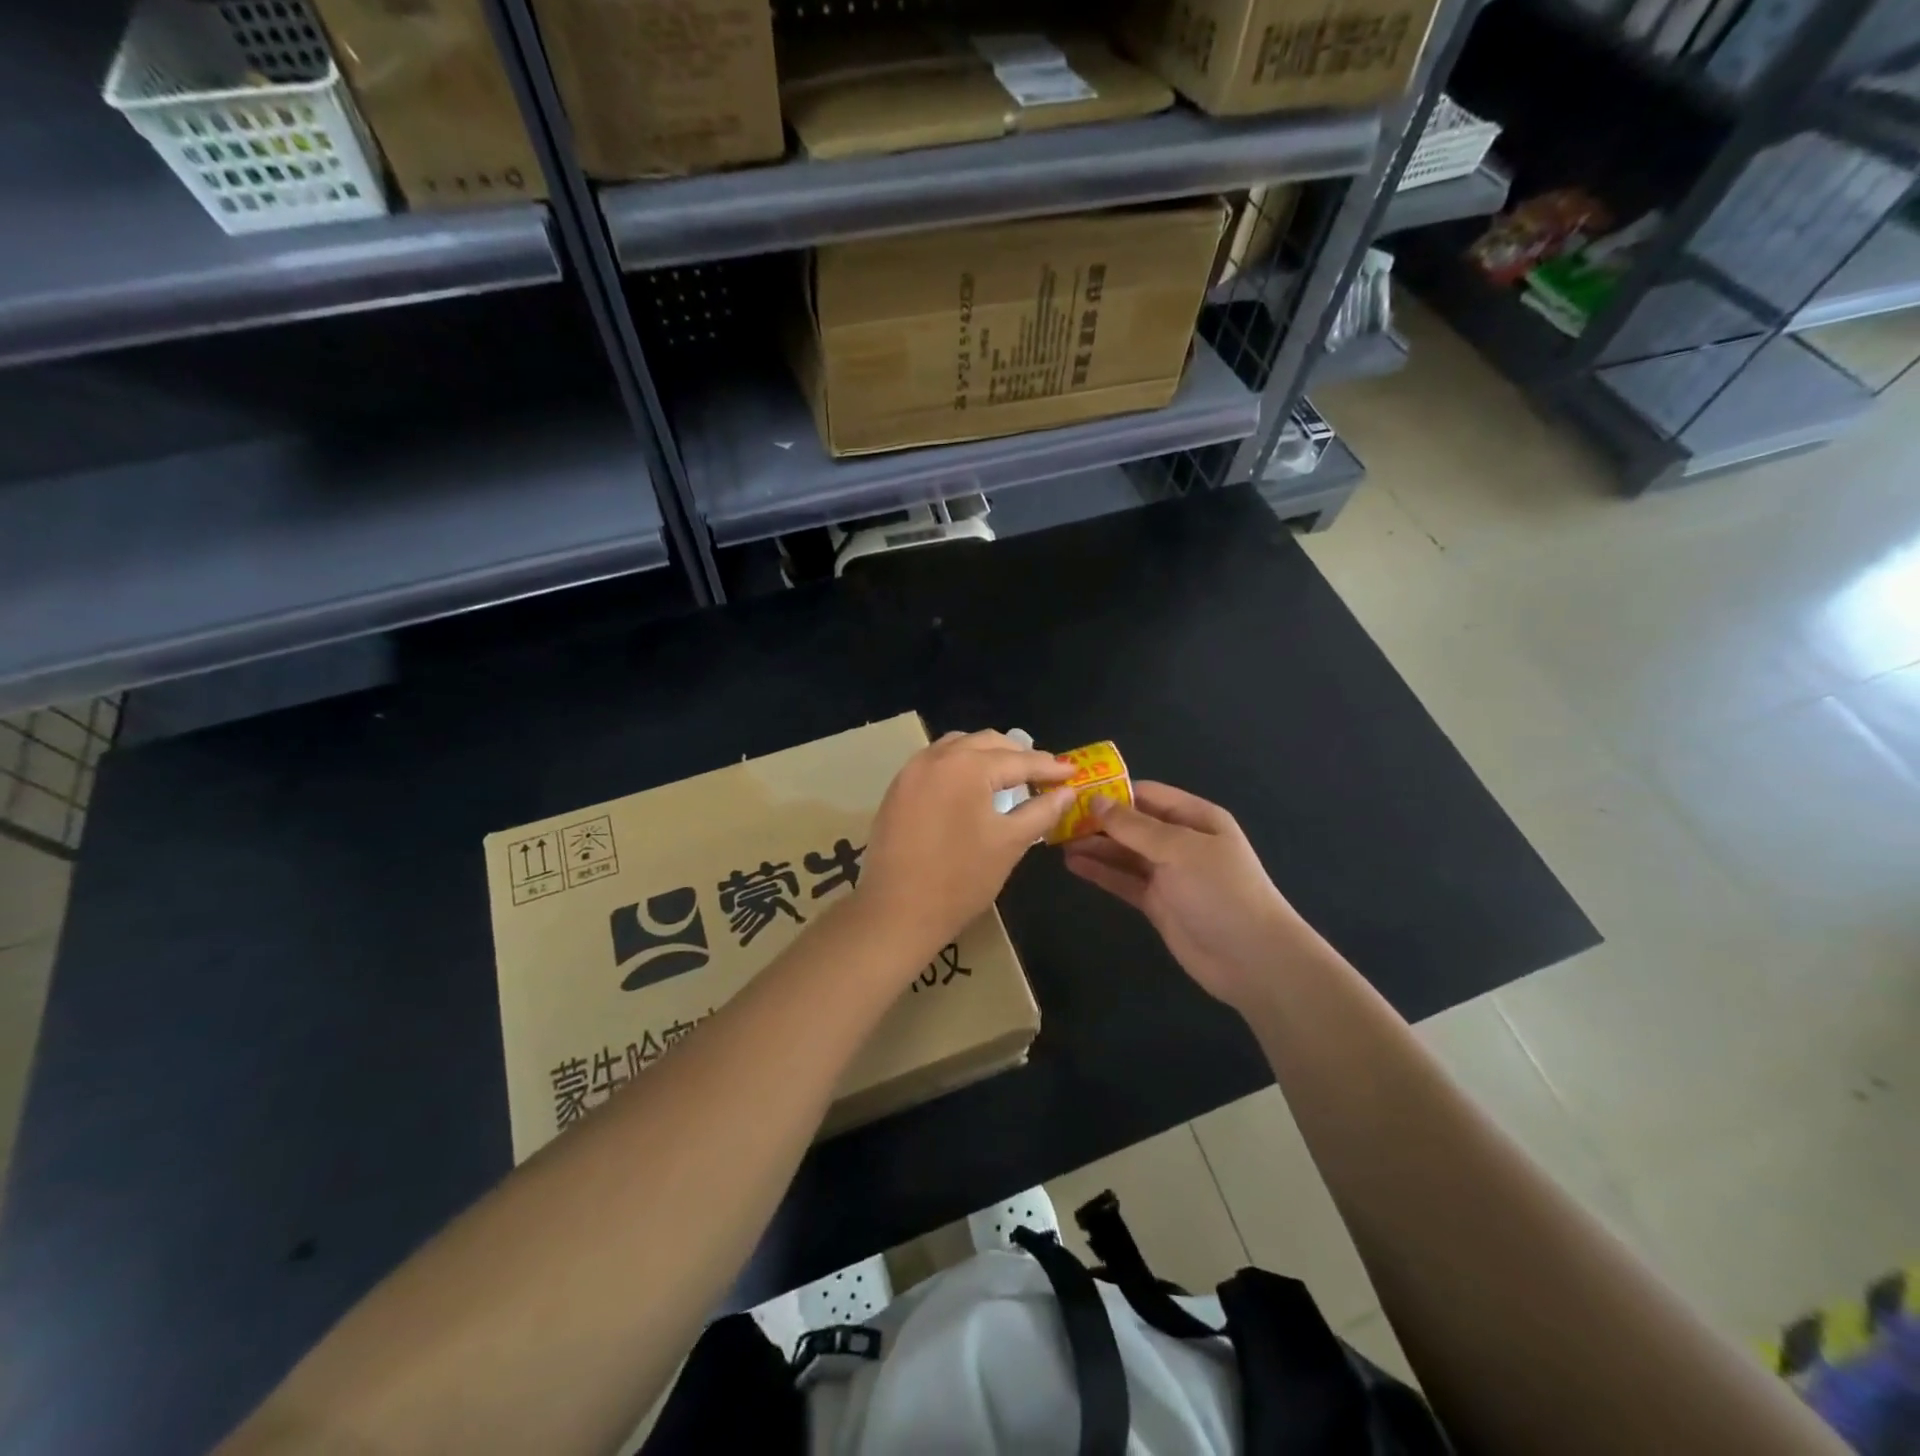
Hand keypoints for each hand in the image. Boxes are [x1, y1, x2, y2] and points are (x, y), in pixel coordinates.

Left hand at [858, 731, 1074, 965]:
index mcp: (967, 766)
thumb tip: (1067, 792)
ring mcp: (911, 772)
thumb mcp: (1010, 843)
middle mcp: (936, 757)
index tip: (1073, 772)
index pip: (1018, 760)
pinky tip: (971, 788)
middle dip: (1017, 755)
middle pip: (985, 743)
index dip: (1049, 766)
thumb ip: (1042, 811)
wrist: (897, 911)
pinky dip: (959, 766)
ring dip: (985, 756)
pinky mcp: (896, 790)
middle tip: (1043, 773)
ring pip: (956, 747)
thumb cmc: (961, 879)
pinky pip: (934, 764)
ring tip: (1008, 776)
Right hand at [1063, 782, 1321, 1011]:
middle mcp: (1181, 841)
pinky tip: (1072, 864)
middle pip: (1132, 824)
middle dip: (1098, 820)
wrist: (1252, 959)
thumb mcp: (1179, 849)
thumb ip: (1135, 826)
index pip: (1147, 794)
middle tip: (1055, 818)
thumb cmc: (1221, 891)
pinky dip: (1100, 872)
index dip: (1112, 791)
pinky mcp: (1157, 903)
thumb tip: (1095, 801)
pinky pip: (1124, 881)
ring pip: (1124, 853)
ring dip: (1095, 846)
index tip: (1073, 791)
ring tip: (1057, 840)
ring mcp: (1168, 874)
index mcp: (1195, 818)